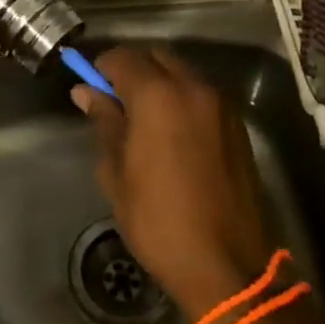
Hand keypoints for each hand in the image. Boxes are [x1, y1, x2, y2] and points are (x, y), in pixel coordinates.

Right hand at [72, 46, 272, 320]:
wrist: (227, 266)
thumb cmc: (159, 221)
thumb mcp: (117, 172)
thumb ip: (105, 122)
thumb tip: (86, 92)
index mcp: (158, 95)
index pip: (122, 58)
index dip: (101, 68)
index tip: (91, 90)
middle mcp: (193, 88)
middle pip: (156, 57)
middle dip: (133, 70)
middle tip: (115, 103)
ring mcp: (221, 105)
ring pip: (182, 73)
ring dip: (160, 83)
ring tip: (144, 121)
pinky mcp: (238, 126)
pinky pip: (202, 95)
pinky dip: (182, 100)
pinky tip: (172, 135)